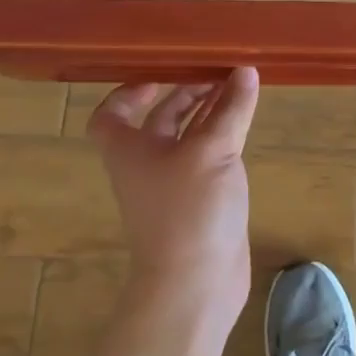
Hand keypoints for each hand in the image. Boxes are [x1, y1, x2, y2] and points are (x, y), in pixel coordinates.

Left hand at [86, 68, 260, 321]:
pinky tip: (244, 122)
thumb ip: (231, 108)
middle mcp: (146, 163)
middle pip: (158, 119)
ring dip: (208, 111)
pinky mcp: (200, 200)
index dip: (129, 90)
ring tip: (237, 86)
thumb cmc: (189, 210)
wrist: (195, 285)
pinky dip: (222, 135)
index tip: (161, 70)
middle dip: (185, 92)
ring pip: (188, 136)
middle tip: (217, 70)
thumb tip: (245, 70)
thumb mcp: (213, 150)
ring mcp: (174, 184)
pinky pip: (208, 156)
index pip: (111, 114)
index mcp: (130, 149)